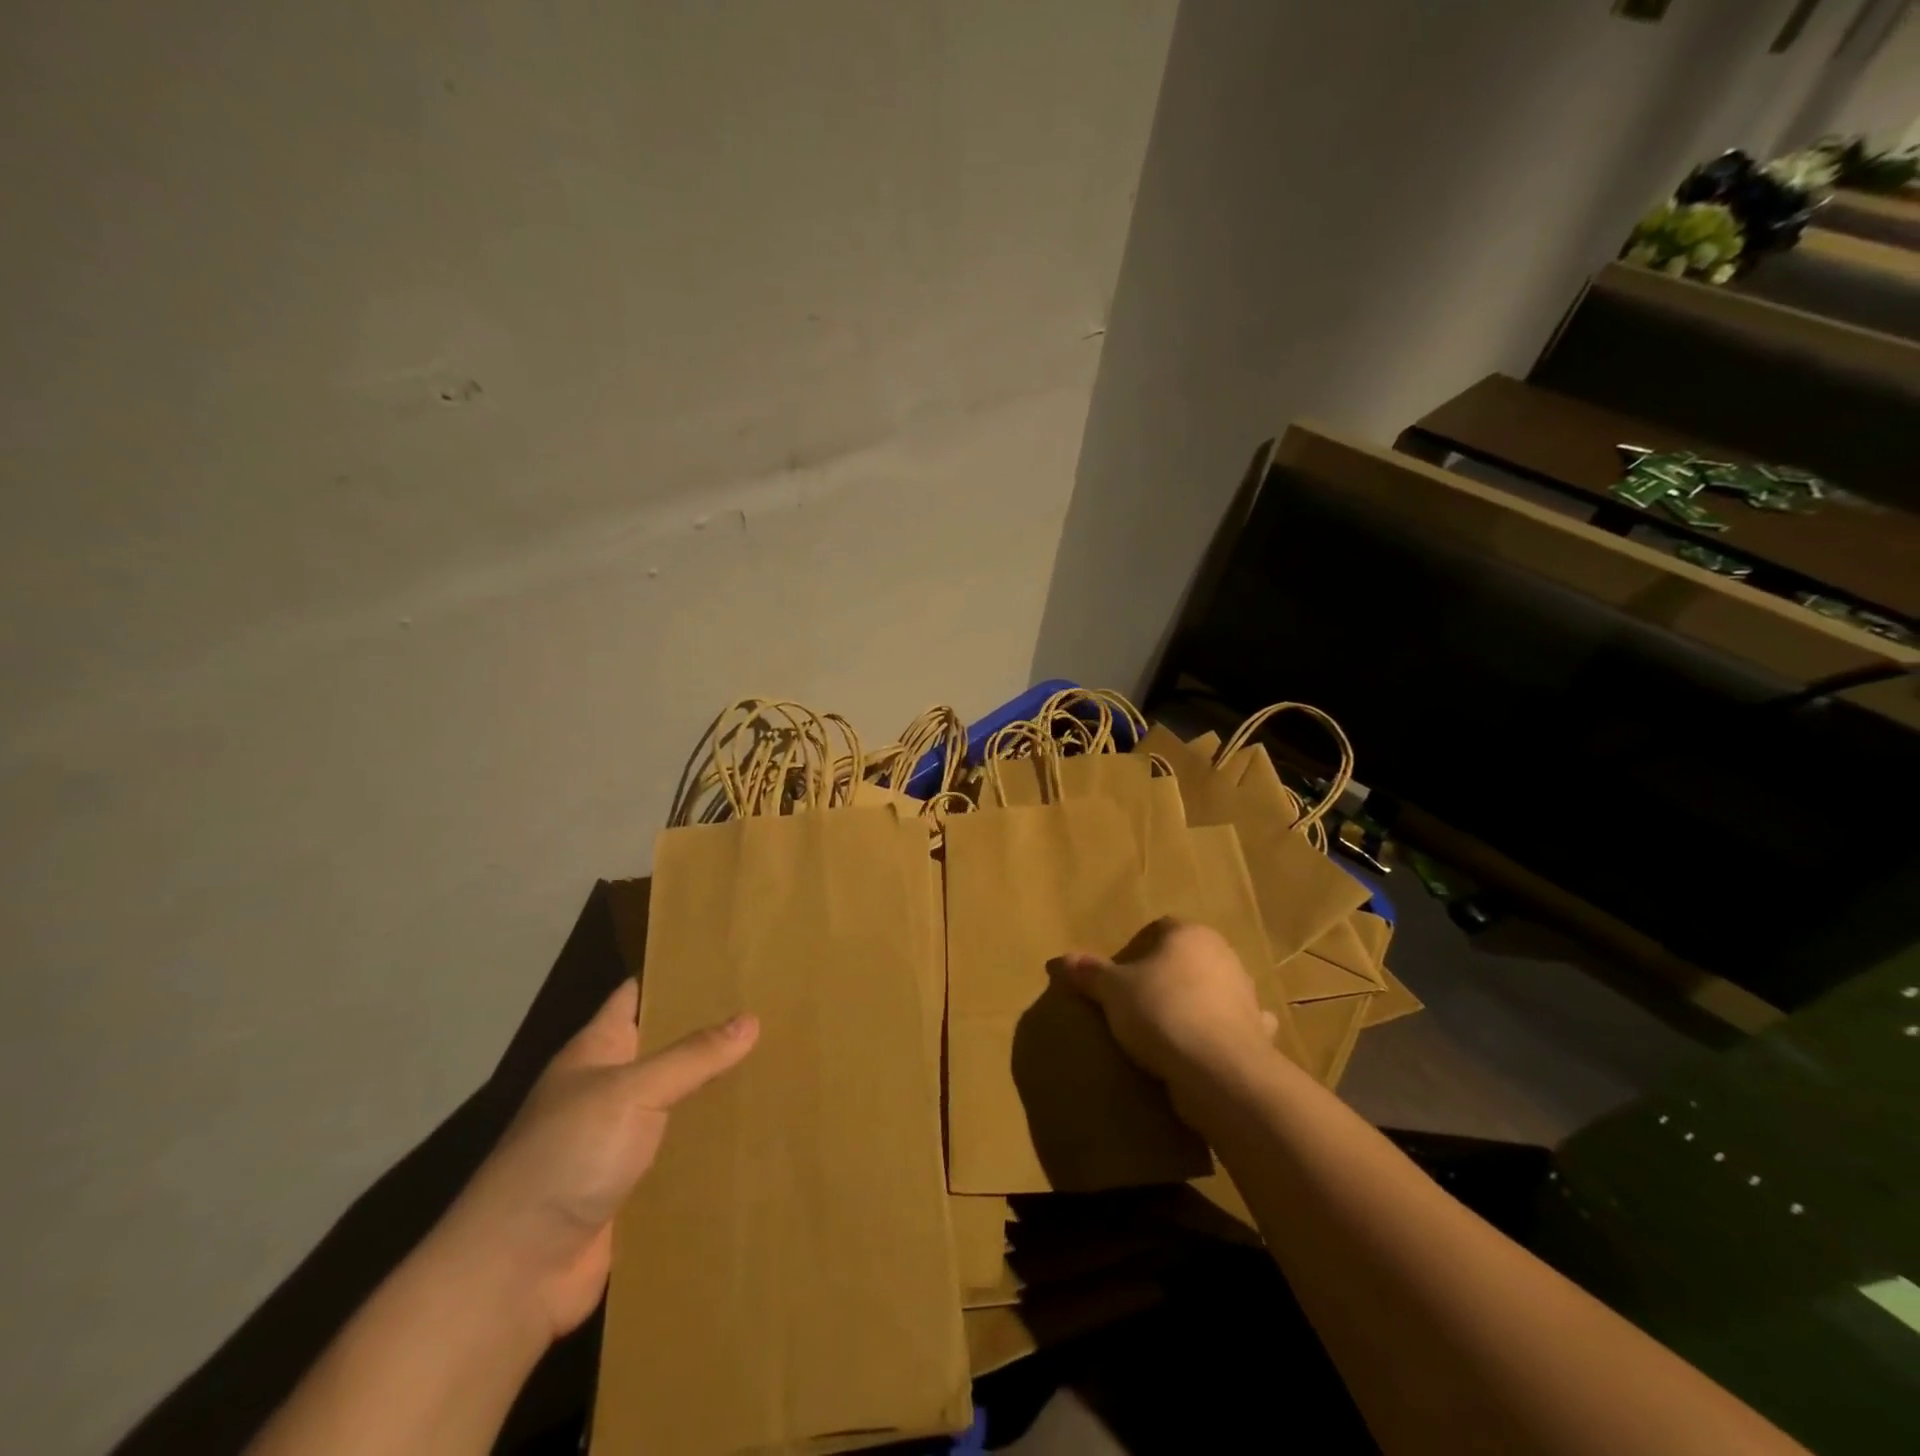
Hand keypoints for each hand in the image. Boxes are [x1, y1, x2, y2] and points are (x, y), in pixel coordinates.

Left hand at [439, 979, 757, 1339]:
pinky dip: (709, 1144)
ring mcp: (618, 1140)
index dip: (673, 975)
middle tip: (771, 1010)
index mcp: (596, 1051)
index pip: (636, 996)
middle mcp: (607, 1089)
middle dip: (709, 1031)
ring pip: (677, 1101)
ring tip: (777, 1065)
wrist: (517, 1273)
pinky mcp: (633, 1187)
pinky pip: (680, 1153)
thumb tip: (751, 1020)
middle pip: (664, 1048)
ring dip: (714, 1090)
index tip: (726, 959)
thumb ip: (692, 1056)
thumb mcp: (631, 1092)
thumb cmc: (567, 1156)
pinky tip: (754, 1133)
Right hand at [1057, 918, 1277, 1089]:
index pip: (1160, 928)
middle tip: (1137, 1002)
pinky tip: (1206, 1048)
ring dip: (1196, 1003)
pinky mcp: (1259, 1032)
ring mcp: (1246, 994)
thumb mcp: (1112, 991)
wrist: (1218, 1069)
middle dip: (1166, 975)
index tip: (1120, 975)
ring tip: (1167, 1029)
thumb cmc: (1161, 1011)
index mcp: (1190, 934)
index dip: (1137, 949)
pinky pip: (1236, 1025)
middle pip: (1187, 958)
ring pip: (1213, 989)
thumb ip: (1090, 973)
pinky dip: (1222, 1032)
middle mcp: (1224, 955)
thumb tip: (1061, 960)